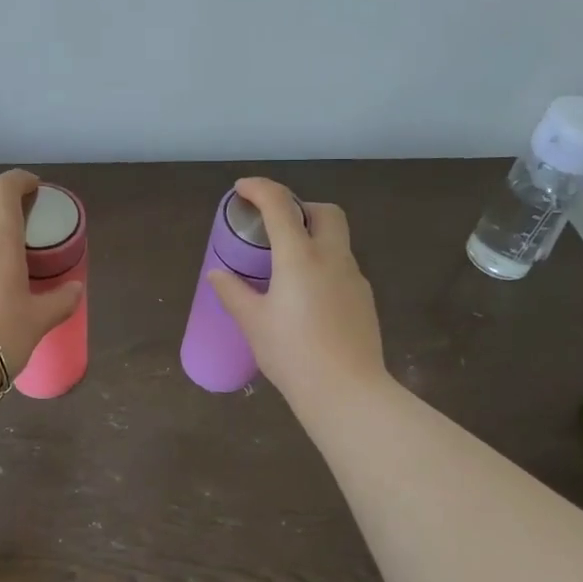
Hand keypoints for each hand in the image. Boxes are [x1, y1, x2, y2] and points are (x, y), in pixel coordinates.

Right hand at [208, 177, 386, 407]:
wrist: (347, 392)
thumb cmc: (292, 354)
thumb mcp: (253, 323)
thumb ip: (234, 293)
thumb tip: (217, 274)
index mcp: (300, 257)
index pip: (280, 205)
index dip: (260, 189)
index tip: (242, 189)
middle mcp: (332, 258)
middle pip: (325, 212)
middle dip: (300, 207)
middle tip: (275, 226)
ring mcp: (354, 278)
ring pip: (337, 240)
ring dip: (313, 237)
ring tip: (286, 266)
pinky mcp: (364, 299)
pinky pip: (342, 268)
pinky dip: (323, 265)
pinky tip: (307, 297)